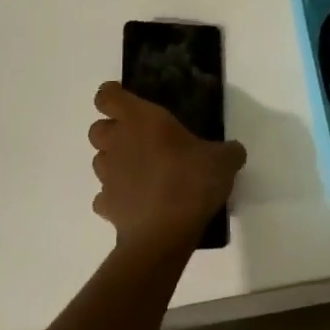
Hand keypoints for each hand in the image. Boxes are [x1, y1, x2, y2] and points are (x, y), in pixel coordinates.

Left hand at [87, 83, 246, 252]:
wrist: (165, 233)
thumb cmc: (192, 181)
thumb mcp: (224, 160)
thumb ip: (227, 151)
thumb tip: (233, 151)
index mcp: (141, 119)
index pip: (107, 96)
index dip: (113, 96)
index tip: (128, 102)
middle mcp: (118, 143)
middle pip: (97, 128)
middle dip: (112, 131)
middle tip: (139, 139)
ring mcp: (107, 176)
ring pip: (99, 161)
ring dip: (115, 163)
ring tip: (141, 173)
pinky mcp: (105, 206)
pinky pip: (104, 196)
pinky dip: (116, 196)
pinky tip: (137, 202)